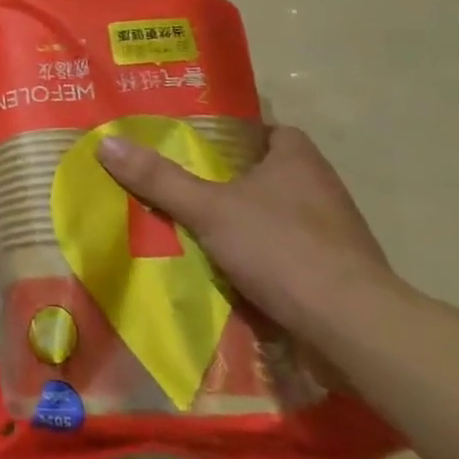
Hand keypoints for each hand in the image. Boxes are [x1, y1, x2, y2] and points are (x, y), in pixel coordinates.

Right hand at [96, 126, 401, 339]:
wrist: (352, 329)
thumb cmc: (282, 248)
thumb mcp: (209, 209)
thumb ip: (160, 179)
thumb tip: (107, 143)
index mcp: (298, 158)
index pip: (265, 130)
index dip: (231, 134)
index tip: (194, 145)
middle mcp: (320, 188)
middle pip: (265, 174)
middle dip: (228, 183)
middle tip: (179, 185)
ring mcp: (332, 235)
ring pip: (274, 218)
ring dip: (242, 225)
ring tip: (192, 229)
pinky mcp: (334, 276)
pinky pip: (286, 257)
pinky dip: (259, 262)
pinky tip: (225, 272)